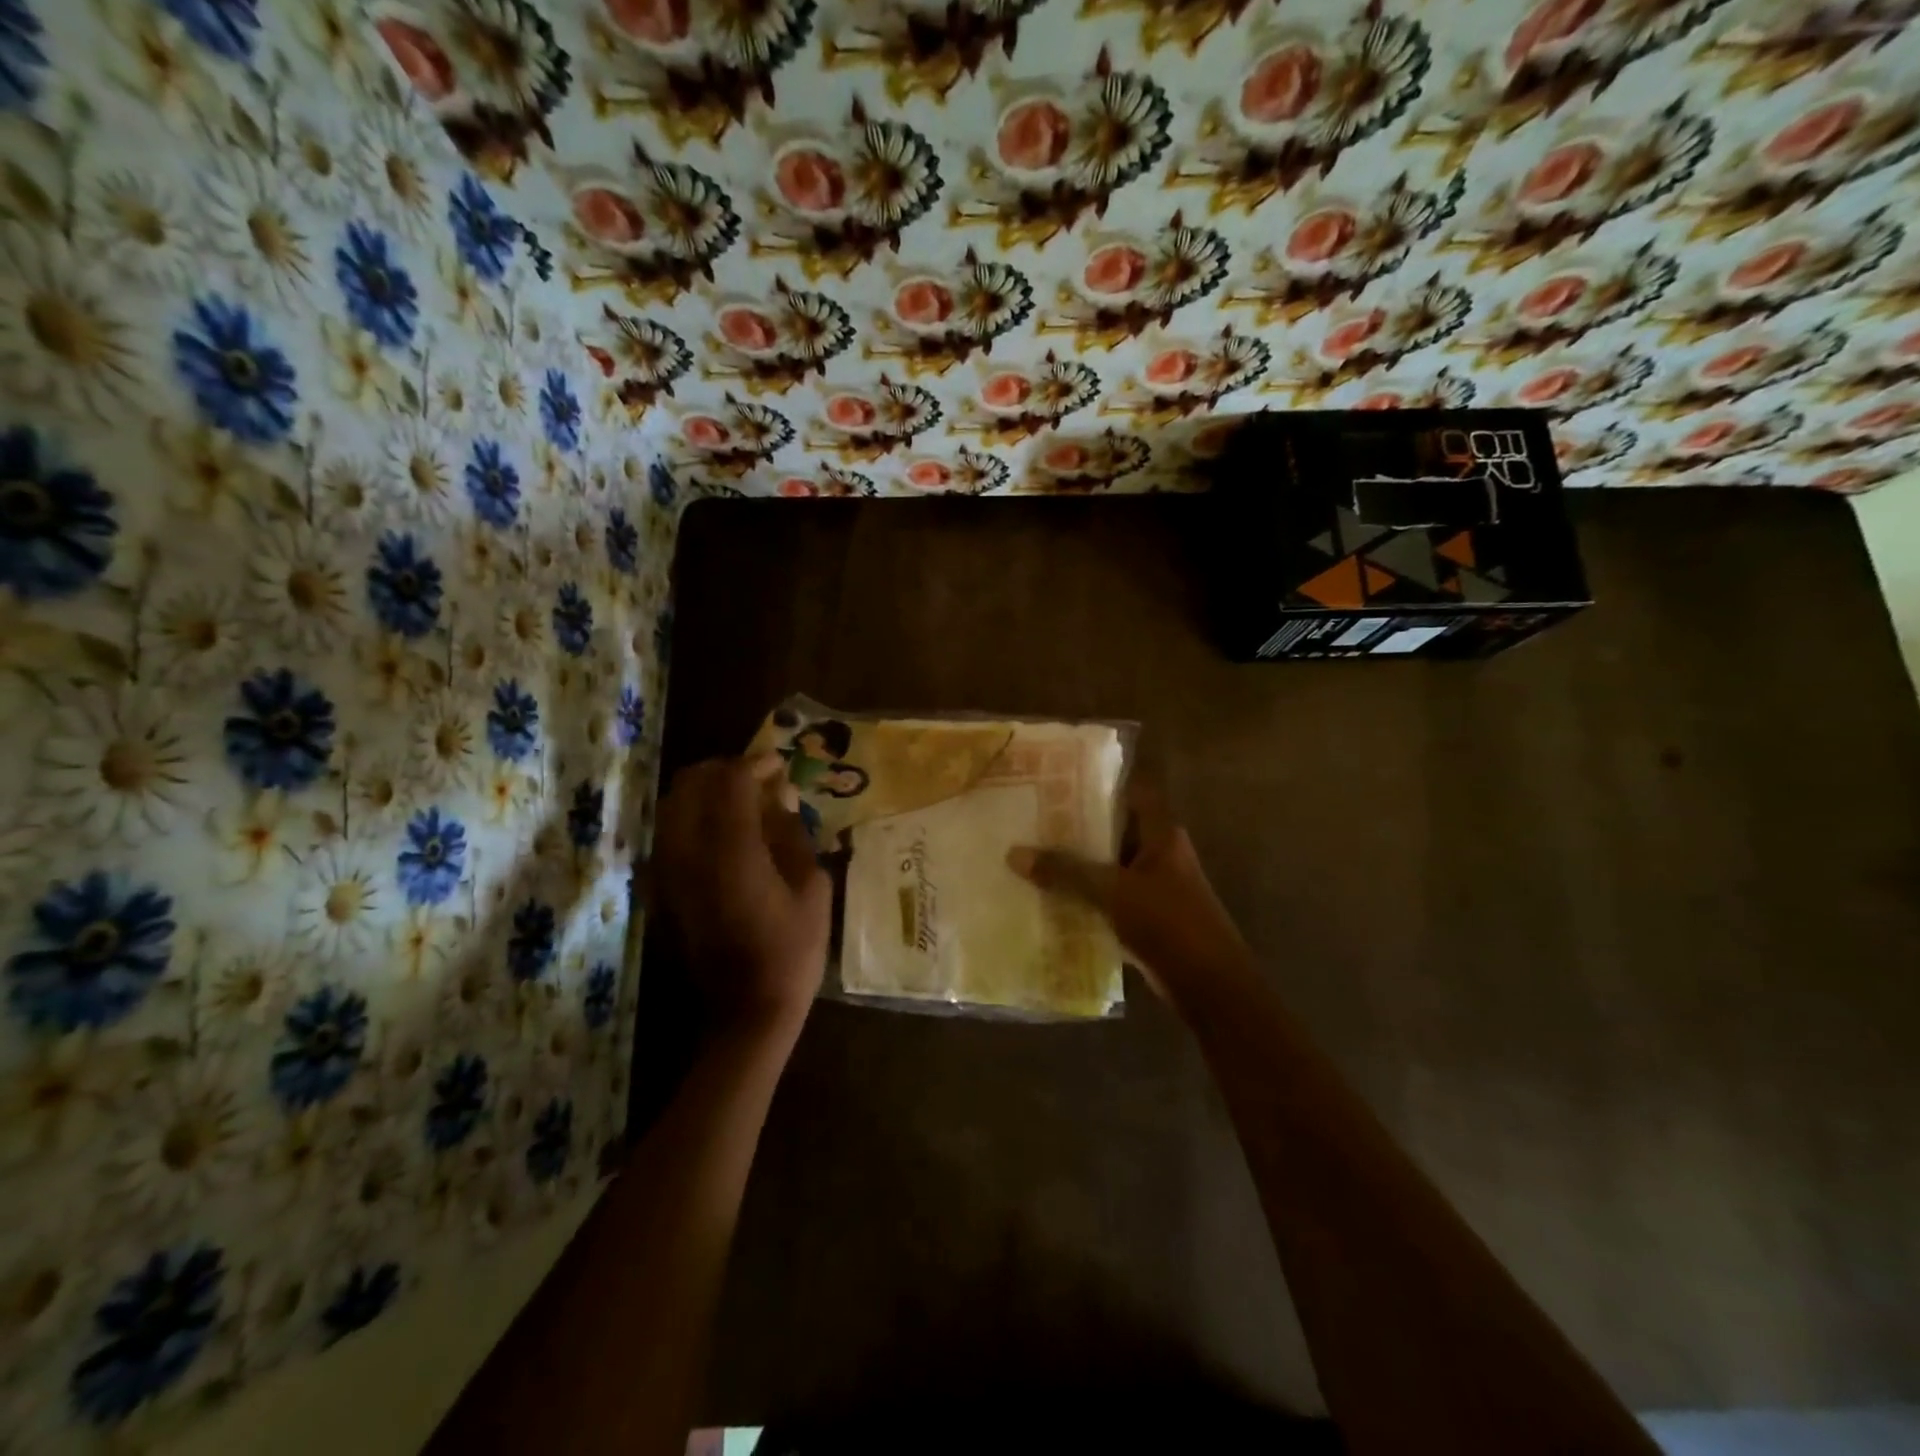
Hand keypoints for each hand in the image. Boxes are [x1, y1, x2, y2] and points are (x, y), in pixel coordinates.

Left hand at [654, 754, 830, 1035]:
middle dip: (725, 771)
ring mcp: (667, 872)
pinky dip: (692, 820)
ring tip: (741, 804)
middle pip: (692, 783)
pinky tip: (721, 835)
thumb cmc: (792, 950)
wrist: (746, 1011)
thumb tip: (780, 796)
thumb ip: (792, 833)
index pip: (731, 780)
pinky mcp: (660, 889)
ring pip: (673, 805)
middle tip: (759, 780)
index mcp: (731, 851)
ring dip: (705, 793)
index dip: (756, 763)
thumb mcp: (812, 887)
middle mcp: (689, 853)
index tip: (780, 765)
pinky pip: (668, 835)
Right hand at [1007, 781, 1250, 1005]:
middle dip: (1076, 826)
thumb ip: (1066, 872)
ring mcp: (1153, 886)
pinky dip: (1083, 897)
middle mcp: (1158, 853)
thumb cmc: (1169, 924)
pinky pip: (1108, 898)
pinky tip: (1046, 897)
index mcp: (1161, 834)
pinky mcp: (1145, 917)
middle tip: (1030, 817)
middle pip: (1113, 829)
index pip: (1132, 791)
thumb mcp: (1113, 892)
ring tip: (1030, 853)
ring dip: (1076, 864)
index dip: (1100, 782)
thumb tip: (1014, 854)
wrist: (1209, 987)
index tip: (1059, 779)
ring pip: (1108, 865)